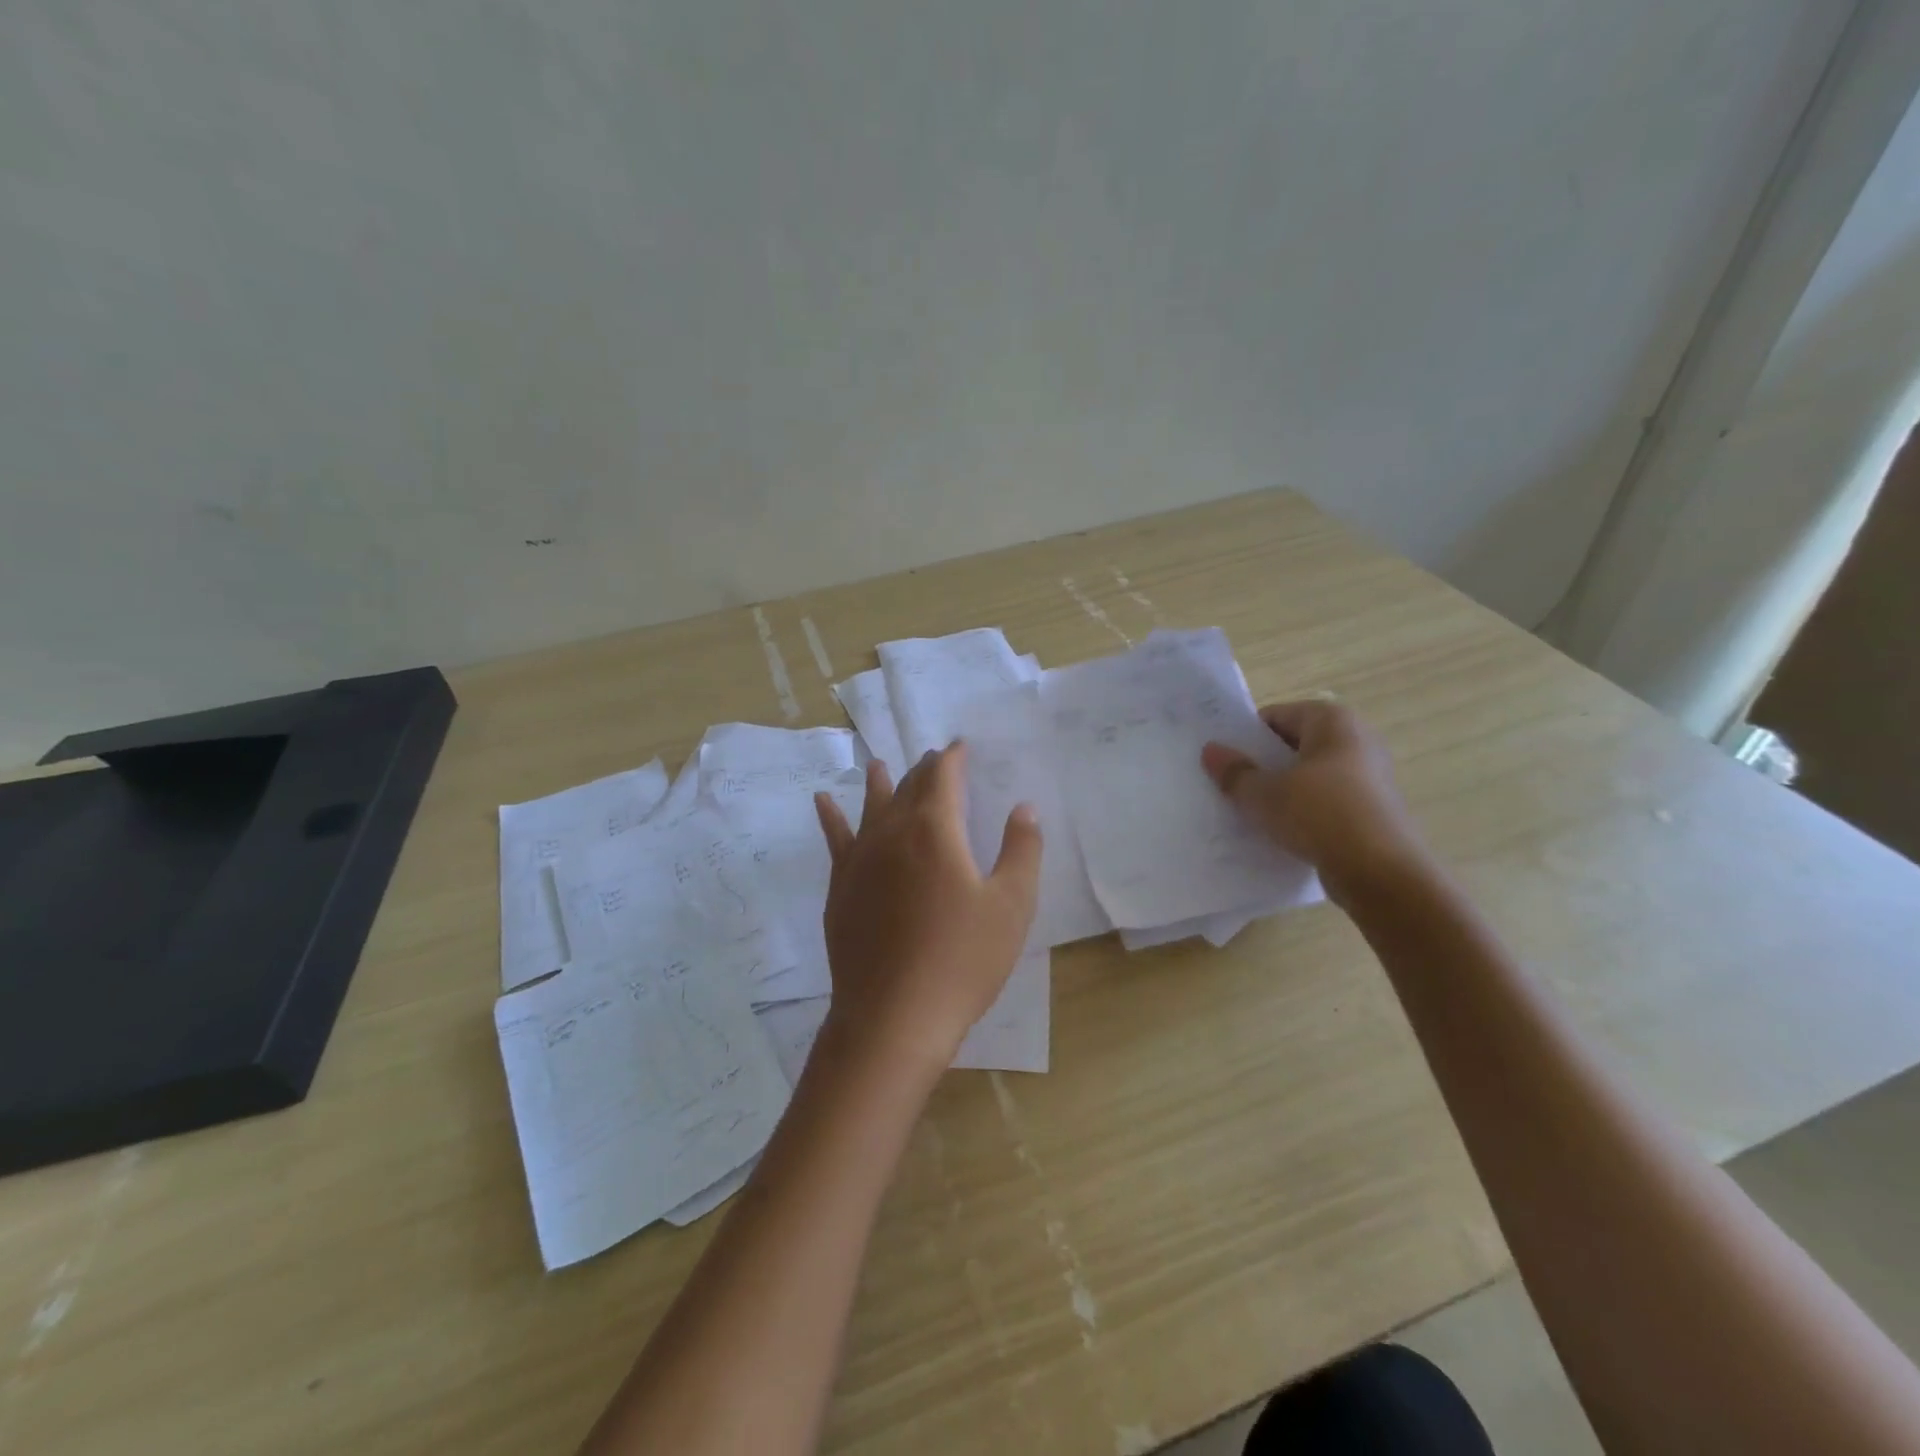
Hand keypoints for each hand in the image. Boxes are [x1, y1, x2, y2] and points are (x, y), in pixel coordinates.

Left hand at [813, 743, 1041, 1072]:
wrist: (893, 1016)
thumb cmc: (962, 960)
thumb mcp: (1011, 905)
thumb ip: (1021, 850)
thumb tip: (1023, 808)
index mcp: (935, 830)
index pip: (943, 777)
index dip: (953, 757)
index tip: (961, 746)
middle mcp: (892, 832)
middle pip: (909, 788)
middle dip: (924, 770)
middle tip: (934, 758)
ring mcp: (860, 859)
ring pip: (870, 807)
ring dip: (879, 783)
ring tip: (878, 763)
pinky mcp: (841, 886)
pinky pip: (835, 838)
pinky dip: (830, 816)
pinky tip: (822, 801)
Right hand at [1200, 700, 1426, 902]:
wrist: (1381, 872)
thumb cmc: (1319, 815)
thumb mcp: (1263, 794)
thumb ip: (1234, 772)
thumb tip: (1210, 751)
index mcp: (1332, 720)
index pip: (1275, 716)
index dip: (1246, 737)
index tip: (1223, 761)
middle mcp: (1357, 739)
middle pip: (1294, 745)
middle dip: (1263, 764)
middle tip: (1230, 786)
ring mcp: (1369, 776)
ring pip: (1310, 776)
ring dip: (1282, 790)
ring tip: (1251, 812)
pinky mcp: (1373, 810)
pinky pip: (1327, 802)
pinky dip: (1304, 812)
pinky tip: (1282, 833)